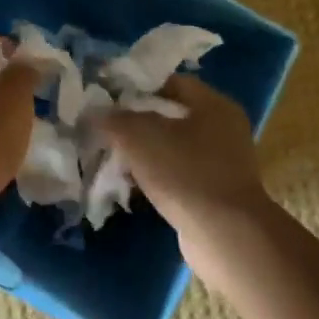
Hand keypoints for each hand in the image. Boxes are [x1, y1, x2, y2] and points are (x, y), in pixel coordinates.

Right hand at [100, 74, 277, 293]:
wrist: (225, 237)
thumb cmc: (185, 173)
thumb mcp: (140, 137)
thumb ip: (113, 119)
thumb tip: (93, 113)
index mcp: (214, 106)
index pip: (171, 82)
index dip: (137, 86)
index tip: (107, 96)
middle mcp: (223, 130)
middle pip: (170, 115)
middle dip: (135, 121)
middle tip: (105, 126)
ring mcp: (221, 164)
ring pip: (171, 147)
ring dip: (143, 152)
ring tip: (111, 156)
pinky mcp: (213, 193)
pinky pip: (177, 174)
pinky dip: (154, 176)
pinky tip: (130, 184)